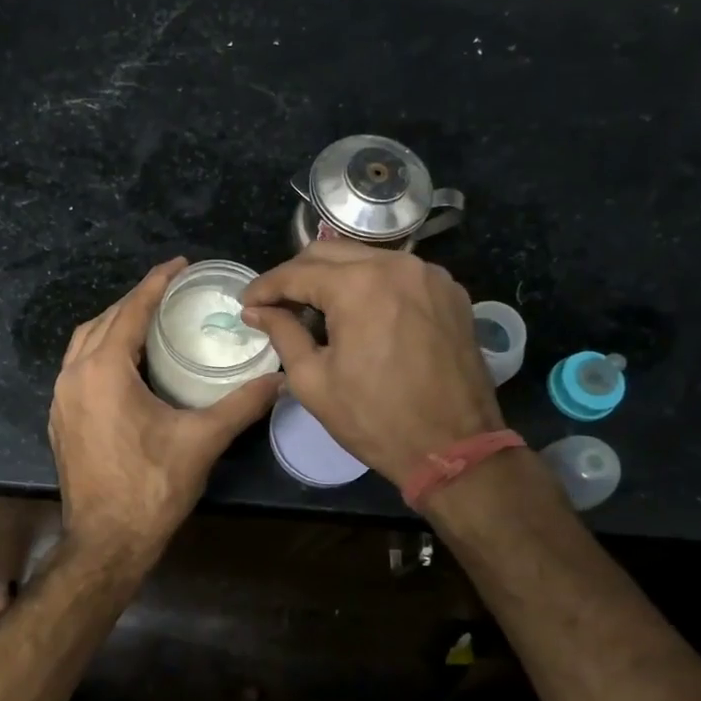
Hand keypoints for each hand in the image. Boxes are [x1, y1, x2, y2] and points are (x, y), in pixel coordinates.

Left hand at [50, 258, 280, 571]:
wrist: (106, 543)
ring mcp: (61, 399)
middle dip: (135, 301)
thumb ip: (242, 405)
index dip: (156, 283)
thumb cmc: (152, 487)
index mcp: (103, 370)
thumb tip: (281, 380)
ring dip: (114, 325)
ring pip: (84, 343)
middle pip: (103, 321)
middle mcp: (74, 376)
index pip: (130, 310)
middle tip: (171, 292)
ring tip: (149, 321)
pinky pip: (77, 368)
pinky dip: (101, 352)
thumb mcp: (202, 440)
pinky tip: (127, 364)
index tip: (179, 265)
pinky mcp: (61, 420)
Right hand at [241, 241, 503, 485]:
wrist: (454, 447)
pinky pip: (398, 274)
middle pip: (330, 252)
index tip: (246, 303)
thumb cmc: (375, 419)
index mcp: (359, 285)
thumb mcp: (314, 381)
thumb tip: (257, 311)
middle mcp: (397, 265)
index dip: (265, 287)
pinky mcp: (451, 292)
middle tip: (276, 303)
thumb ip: (283, 334)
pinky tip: (359, 313)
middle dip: (296, 274)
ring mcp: (429, 275)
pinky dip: (371, 285)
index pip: (296, 273)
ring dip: (334, 277)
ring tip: (314, 308)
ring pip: (366, 258)